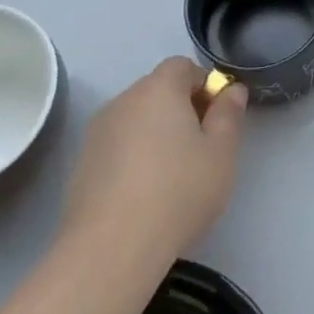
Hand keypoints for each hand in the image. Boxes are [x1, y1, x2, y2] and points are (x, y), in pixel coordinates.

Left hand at [57, 57, 247, 269]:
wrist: (111, 247)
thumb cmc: (178, 191)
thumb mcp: (220, 153)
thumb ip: (229, 115)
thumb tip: (232, 90)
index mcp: (158, 89)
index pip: (182, 66)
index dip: (204, 85)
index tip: (217, 118)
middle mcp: (123, 100)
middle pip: (157, 90)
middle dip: (181, 108)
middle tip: (201, 148)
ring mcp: (97, 132)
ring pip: (136, 118)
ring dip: (156, 132)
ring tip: (172, 174)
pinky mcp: (81, 163)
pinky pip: (117, 145)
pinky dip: (133, 156)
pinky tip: (144, 193)